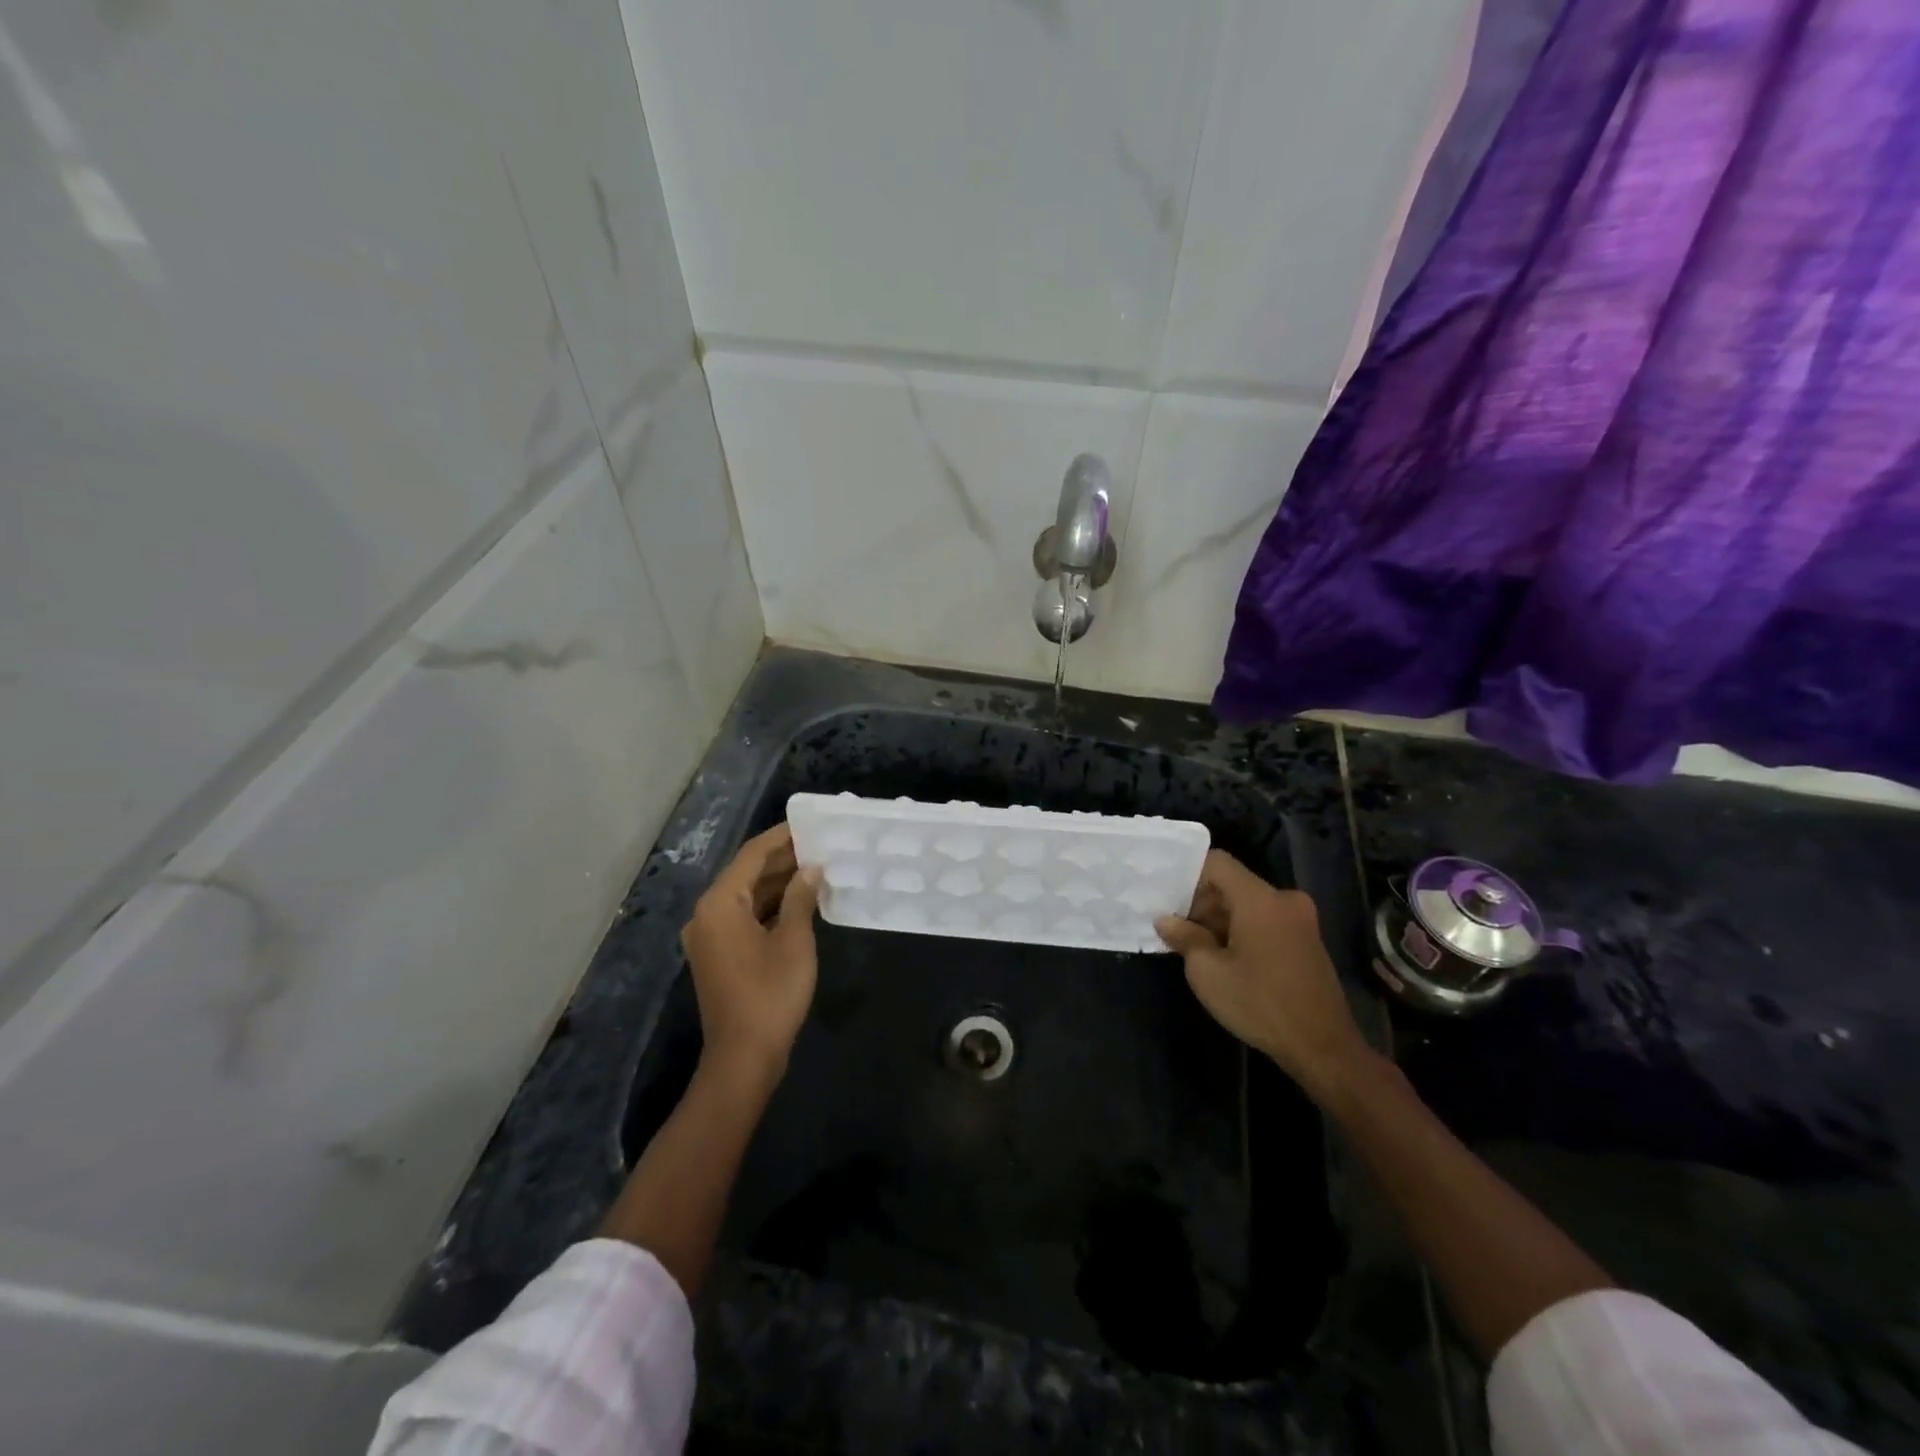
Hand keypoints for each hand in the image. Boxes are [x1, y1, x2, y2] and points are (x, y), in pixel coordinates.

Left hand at [682, 824, 821, 1086]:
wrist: (744, 1057)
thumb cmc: (771, 993)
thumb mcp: (793, 940)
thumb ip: (800, 898)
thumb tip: (810, 869)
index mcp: (720, 903)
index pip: (752, 855)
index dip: (781, 837)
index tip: (809, 823)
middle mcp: (707, 914)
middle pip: (747, 874)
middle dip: (783, 859)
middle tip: (820, 844)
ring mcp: (710, 936)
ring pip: (747, 896)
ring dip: (779, 883)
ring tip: (816, 867)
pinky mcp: (719, 955)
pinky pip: (745, 917)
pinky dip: (770, 906)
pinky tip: (800, 901)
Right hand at [1156, 850, 1370, 1099]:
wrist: (1323, 1048)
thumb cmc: (1259, 1004)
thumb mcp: (1207, 972)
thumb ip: (1184, 937)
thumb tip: (1167, 921)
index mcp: (1260, 899)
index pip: (1217, 863)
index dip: (1189, 876)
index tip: (1170, 902)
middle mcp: (1284, 899)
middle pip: (1233, 884)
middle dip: (1202, 903)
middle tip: (1178, 931)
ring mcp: (1302, 919)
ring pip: (1250, 903)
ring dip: (1222, 919)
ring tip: (1199, 949)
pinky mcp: (1308, 940)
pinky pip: (1267, 920)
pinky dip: (1243, 930)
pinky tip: (1228, 959)